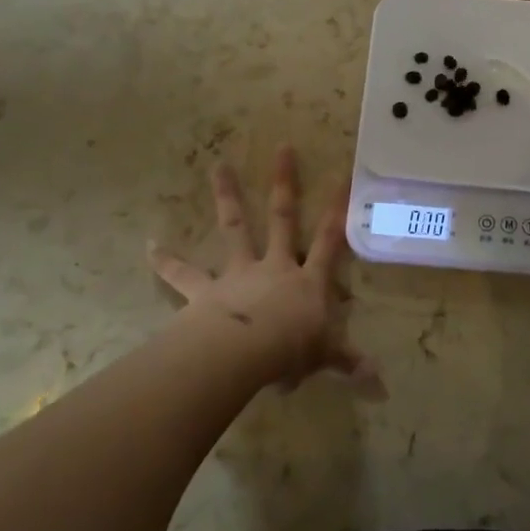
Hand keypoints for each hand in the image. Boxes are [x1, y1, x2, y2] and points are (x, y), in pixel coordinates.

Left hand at [150, 146, 382, 396]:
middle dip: (284, 182)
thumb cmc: (290, 350)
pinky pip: (183, 275)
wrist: (244, 353)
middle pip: (282, 217)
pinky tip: (149, 245)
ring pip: (235, 228)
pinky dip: (166, 261)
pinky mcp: (206, 291)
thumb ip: (349, 362)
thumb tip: (380, 383)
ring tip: (218, 165)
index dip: (337, 209)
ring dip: (227, 196)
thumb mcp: (325, 356)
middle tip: (282, 147)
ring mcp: (238, 273)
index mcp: (306, 280)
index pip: (328, 240)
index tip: (342, 175)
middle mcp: (274, 266)